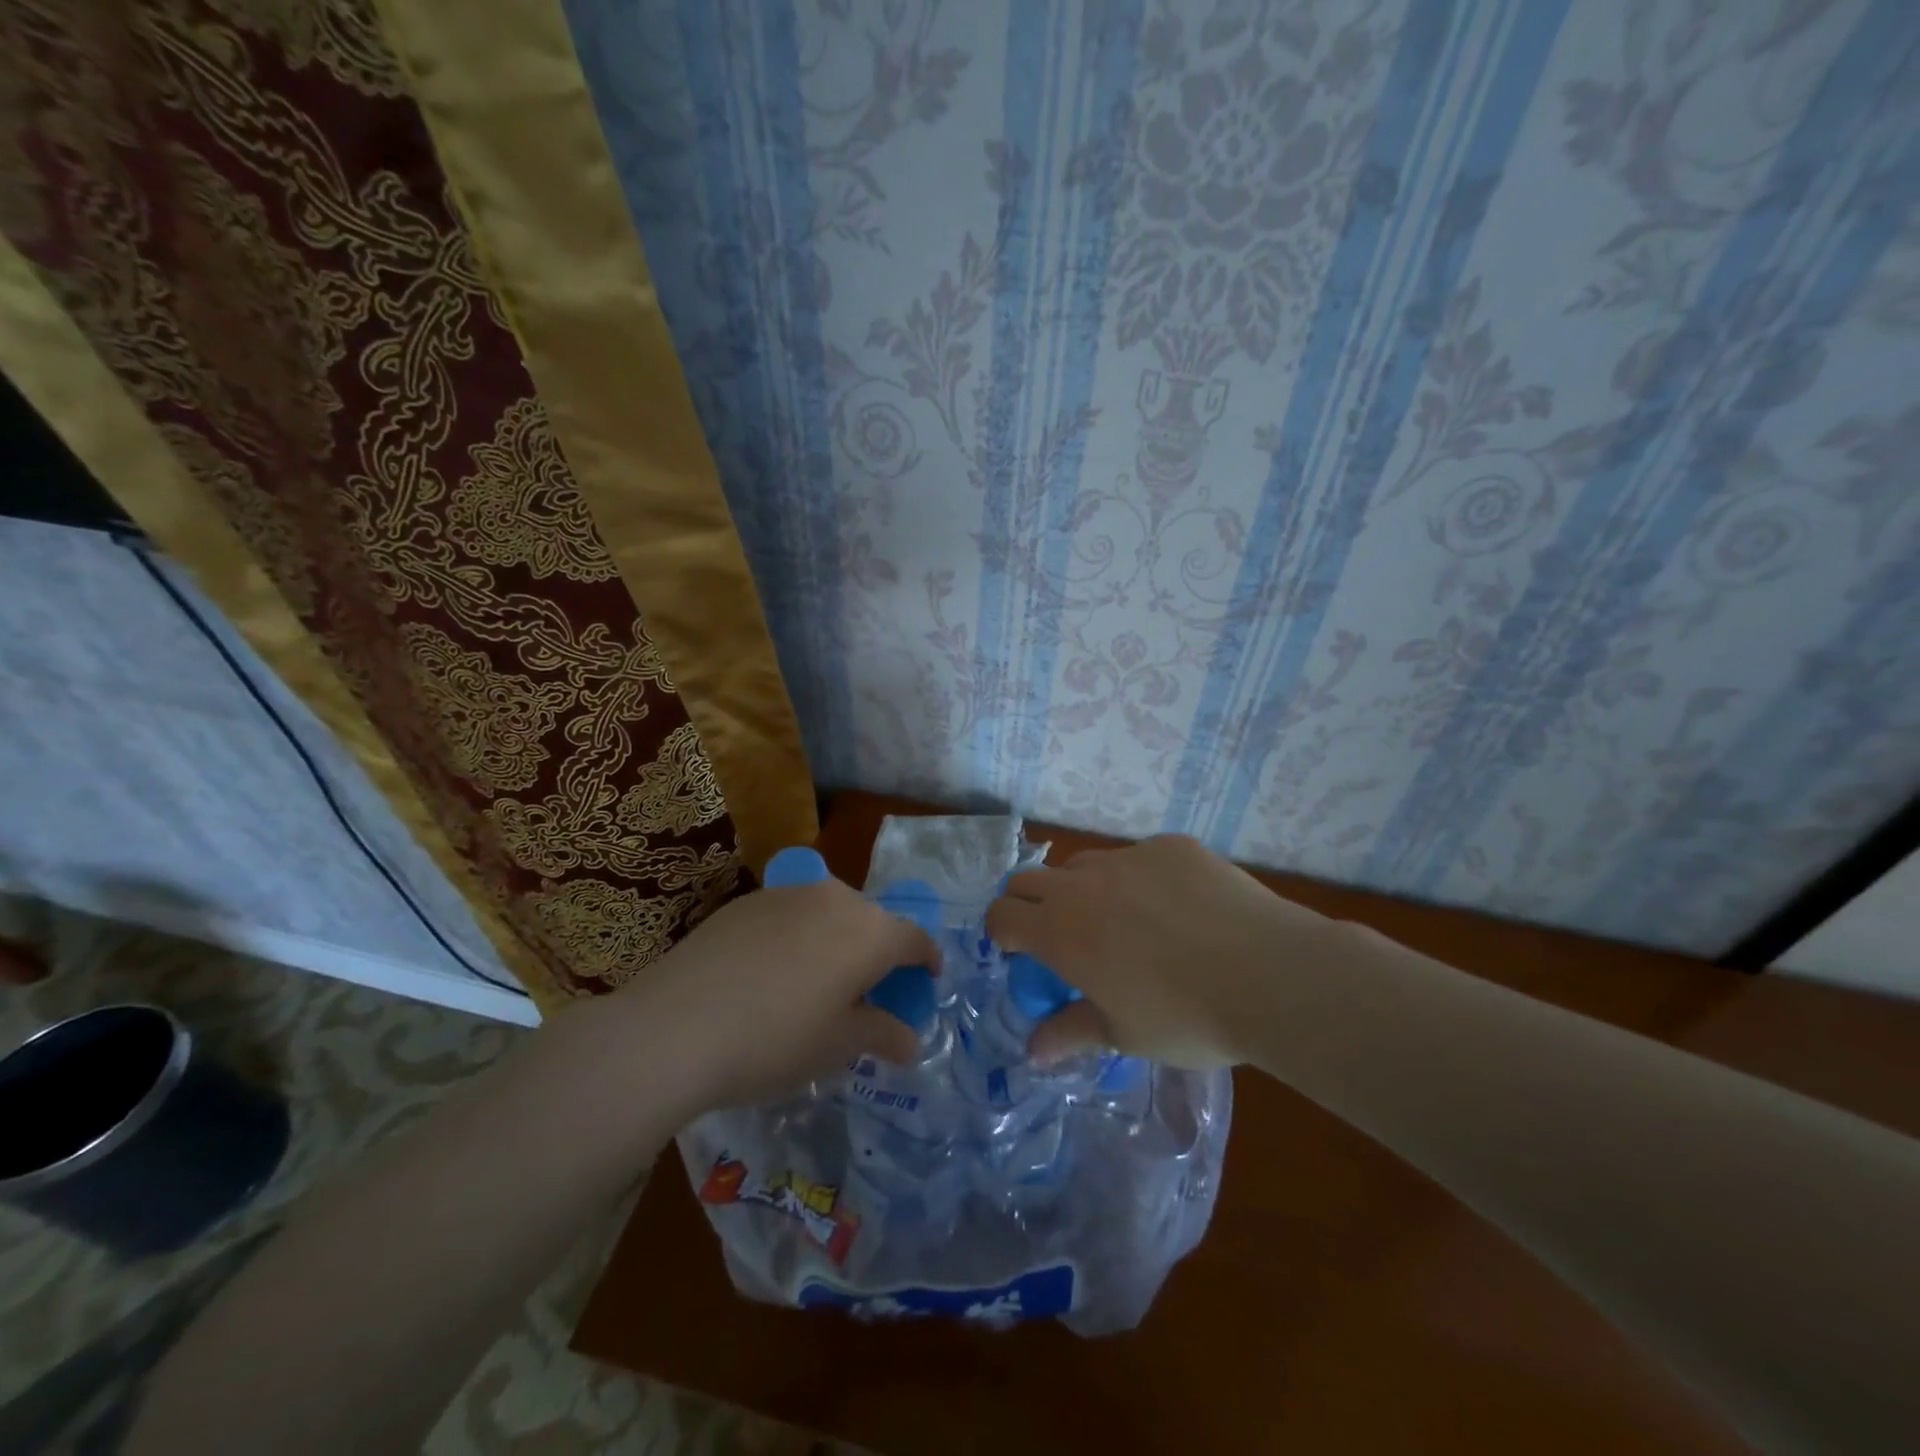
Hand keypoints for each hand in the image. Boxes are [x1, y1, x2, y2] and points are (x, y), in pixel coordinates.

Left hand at [593, 878, 941, 1115]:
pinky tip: (772, 972)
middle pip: (872, 921)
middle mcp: (835, 898)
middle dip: (879, 953)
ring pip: (830, 912)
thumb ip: (881, 1034)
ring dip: (837, 940)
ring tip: (819, 980)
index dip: (927, 961)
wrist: (674, 1027)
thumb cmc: (775, 1041)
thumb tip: (910, 1040)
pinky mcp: (747, 900)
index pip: (915, 940)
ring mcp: (788, 892)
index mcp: (870, 931)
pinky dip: (798, 936)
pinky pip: (791, 913)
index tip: (926, 981)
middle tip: (869, 991)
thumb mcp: (837, 1046)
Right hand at [986, 835, 1340, 1068]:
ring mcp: (1129, 857)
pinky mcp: (1171, 847)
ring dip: (1084, 890)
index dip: (1003, 933)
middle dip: (1031, 905)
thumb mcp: (1123, 1034)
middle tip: (1062, 938)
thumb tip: (1032, 1052)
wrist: (1269, 974)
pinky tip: (1180, 911)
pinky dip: (1141, 881)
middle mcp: (1083, 884)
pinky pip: (1139, 859)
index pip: (1002, 915)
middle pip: (1030, 880)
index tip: (1021, 953)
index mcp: (1060, 930)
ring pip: (1084, 865)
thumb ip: (1071, 1034)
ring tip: (1124, 924)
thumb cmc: (1185, 1016)